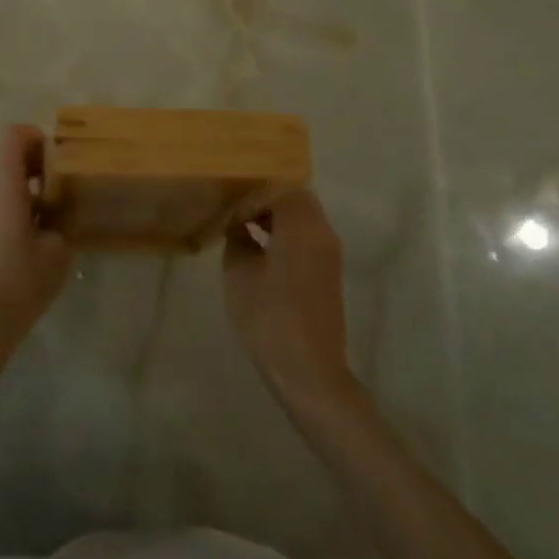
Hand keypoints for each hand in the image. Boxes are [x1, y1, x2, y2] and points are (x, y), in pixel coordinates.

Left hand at [0, 125, 74, 342]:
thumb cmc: (22, 278)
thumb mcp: (58, 249)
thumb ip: (63, 222)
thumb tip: (62, 215)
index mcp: (5, 184)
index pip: (13, 135)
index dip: (37, 138)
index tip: (59, 162)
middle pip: (9, 154)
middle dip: (39, 162)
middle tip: (64, 185)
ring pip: (6, 178)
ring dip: (32, 185)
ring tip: (57, 212)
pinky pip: (3, 200)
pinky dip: (23, 205)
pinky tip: (42, 235)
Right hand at [223, 190, 359, 408]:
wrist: (308, 371)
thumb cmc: (269, 315)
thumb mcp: (239, 271)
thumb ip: (238, 238)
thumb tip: (238, 226)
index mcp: (302, 225)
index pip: (279, 186)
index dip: (251, 192)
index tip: (229, 205)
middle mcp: (322, 232)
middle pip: (295, 198)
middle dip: (264, 200)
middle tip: (234, 212)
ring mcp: (329, 254)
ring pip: (302, 218)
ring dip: (275, 218)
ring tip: (243, 230)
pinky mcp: (328, 274)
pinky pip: (306, 238)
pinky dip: (285, 235)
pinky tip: (259, 252)